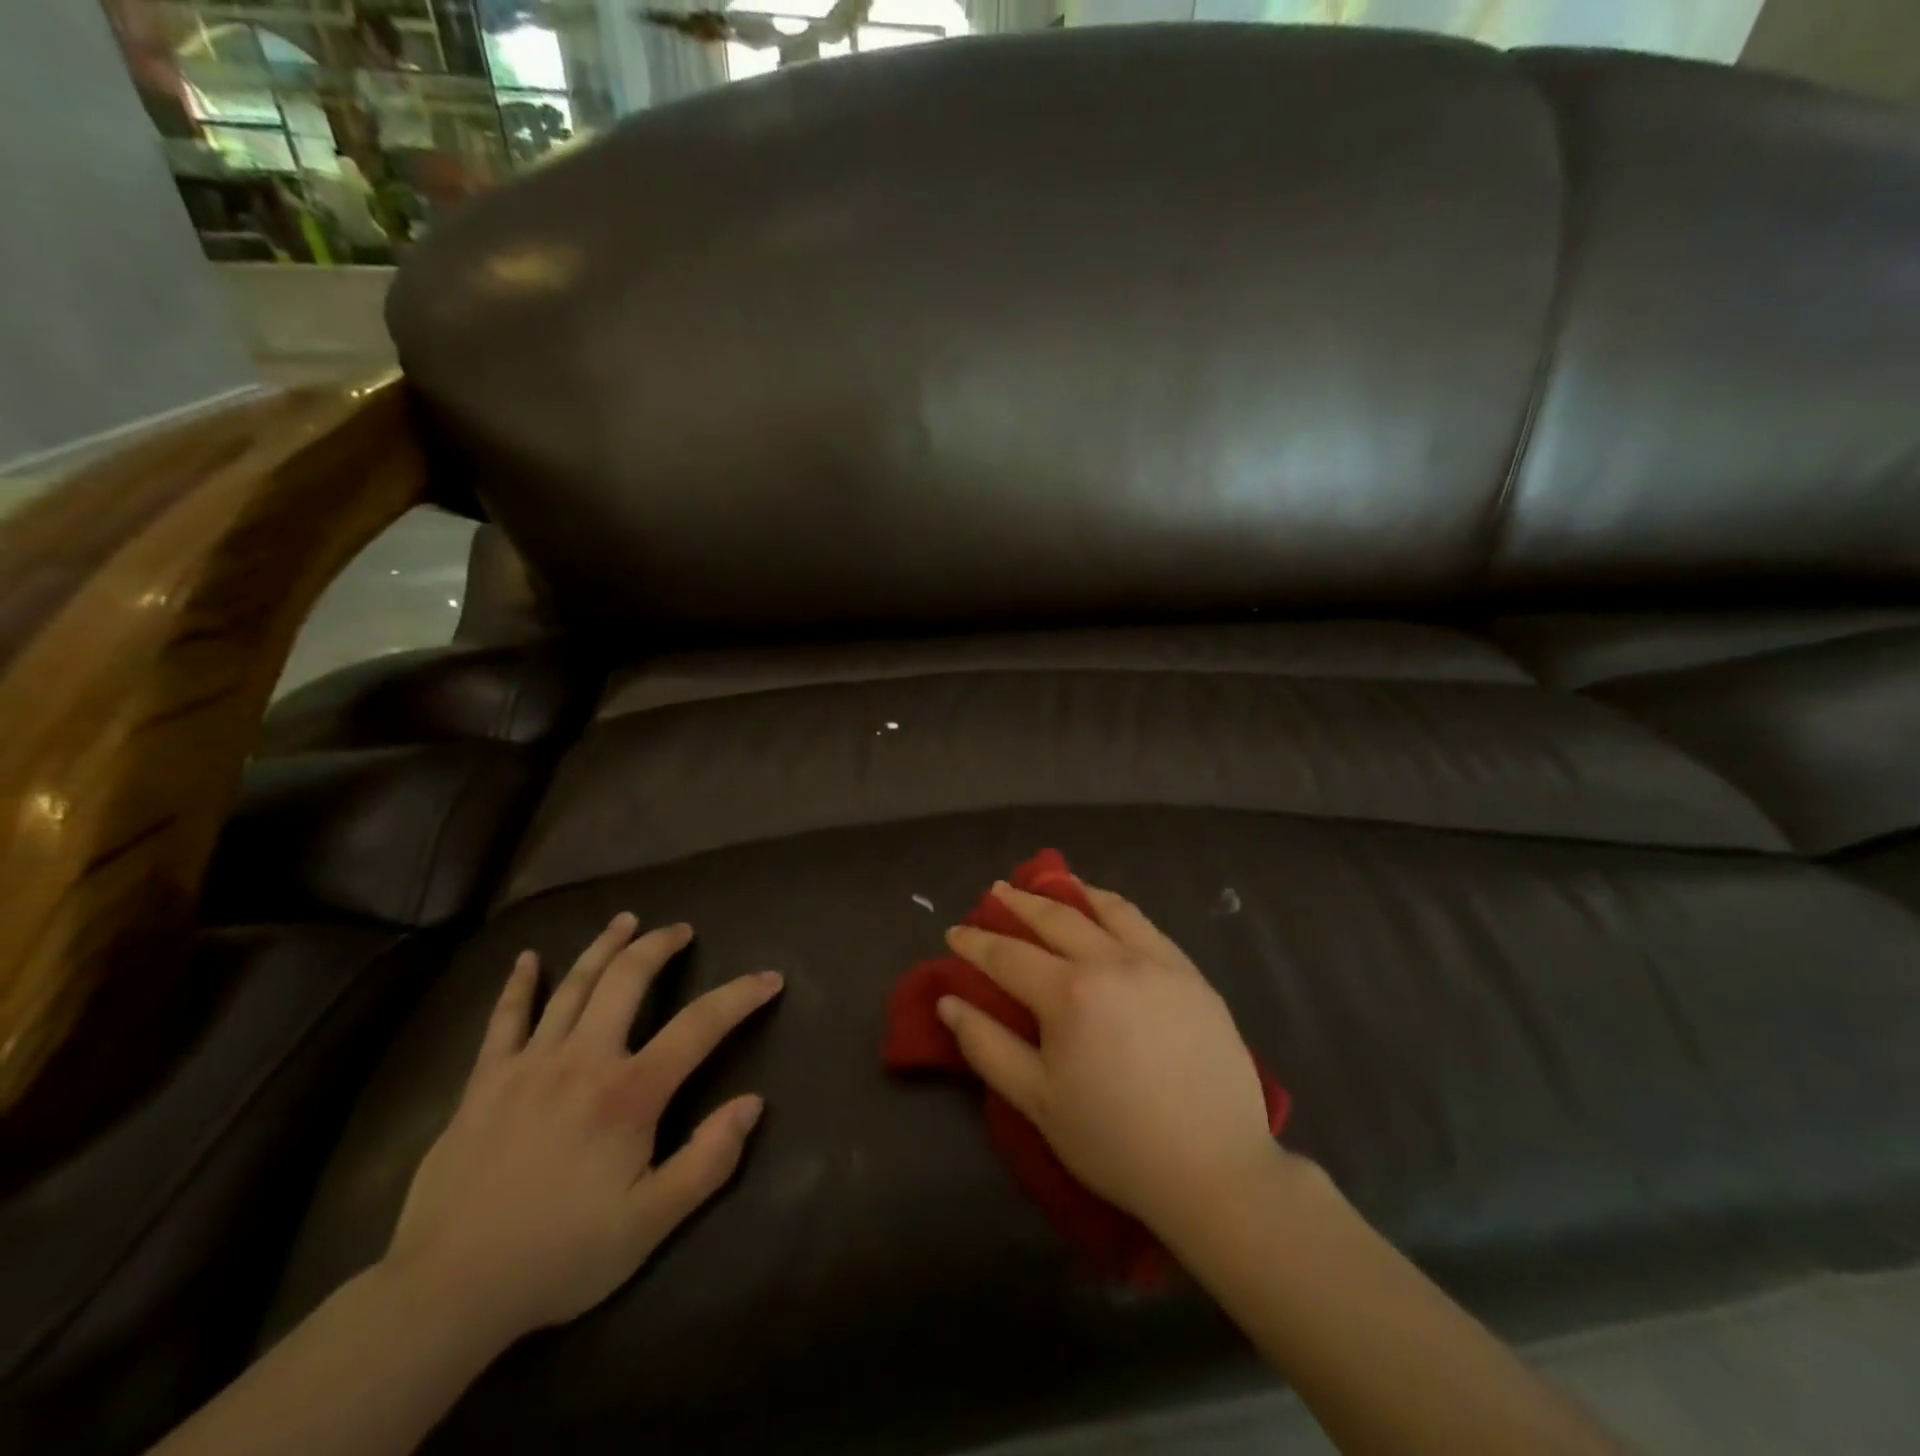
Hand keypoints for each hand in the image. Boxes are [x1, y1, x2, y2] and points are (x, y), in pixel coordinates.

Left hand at [383, 915, 781, 1346]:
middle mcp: (583, 1060)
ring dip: (603, 947)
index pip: (700, 1026)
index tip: (770, 978)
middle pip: (627, 980)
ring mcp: (529, 1064)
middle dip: (659, 946)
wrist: (446, 1292)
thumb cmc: (560, 1256)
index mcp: (629, 1093)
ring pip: (572, 986)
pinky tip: (526, 959)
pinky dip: (519, 985)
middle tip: (680, 929)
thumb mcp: (651, 1223)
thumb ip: (709, 1160)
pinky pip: (504, 1019)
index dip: (741, 996)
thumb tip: (753, 1103)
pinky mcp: (484, 1082)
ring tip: (626, 920)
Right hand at [939, 881, 1280, 1236]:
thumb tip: (948, 1001)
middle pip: (1055, 919)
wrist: (1215, 1170)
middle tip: (997, 891)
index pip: (1008, 955)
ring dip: (1071, 893)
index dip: (976, 943)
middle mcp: (1112, 961)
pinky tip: (1108, 910)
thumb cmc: (1114, 1142)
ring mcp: (1157, 963)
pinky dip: (1116, 908)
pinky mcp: (1191, 974)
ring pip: (1106, 909)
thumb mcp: (1037, 1102)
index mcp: (1069, 993)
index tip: (954, 931)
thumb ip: (987, 1045)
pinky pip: (1145, 925)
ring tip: (1052, 884)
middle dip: (1019, 903)